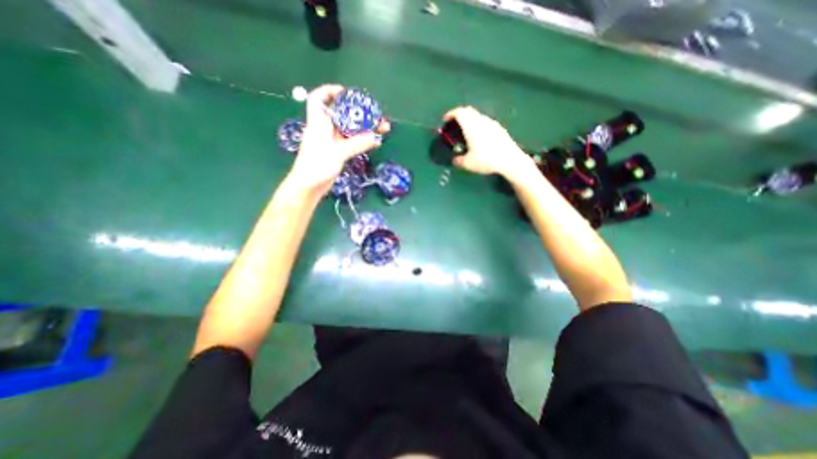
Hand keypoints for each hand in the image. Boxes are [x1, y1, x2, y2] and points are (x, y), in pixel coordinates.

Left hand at [288, 85, 384, 195]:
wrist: (309, 186)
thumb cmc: (317, 166)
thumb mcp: (338, 153)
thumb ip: (357, 144)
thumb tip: (375, 138)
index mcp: (318, 123)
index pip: (318, 99)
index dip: (329, 91)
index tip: (346, 93)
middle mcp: (325, 129)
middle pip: (343, 115)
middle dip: (360, 113)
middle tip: (377, 115)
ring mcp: (332, 141)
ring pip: (350, 129)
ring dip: (365, 128)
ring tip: (382, 128)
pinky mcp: (337, 152)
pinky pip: (351, 142)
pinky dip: (362, 140)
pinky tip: (374, 141)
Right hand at [444, 106, 533, 178]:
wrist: (510, 160)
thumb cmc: (487, 160)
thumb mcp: (468, 164)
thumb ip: (458, 161)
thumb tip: (454, 160)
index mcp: (471, 126)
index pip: (459, 112)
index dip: (450, 114)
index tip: (445, 121)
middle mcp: (481, 120)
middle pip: (468, 111)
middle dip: (458, 115)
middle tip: (453, 125)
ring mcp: (491, 123)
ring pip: (477, 116)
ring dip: (469, 120)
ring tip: (465, 132)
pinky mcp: (499, 128)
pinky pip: (484, 122)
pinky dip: (477, 125)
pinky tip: (478, 137)